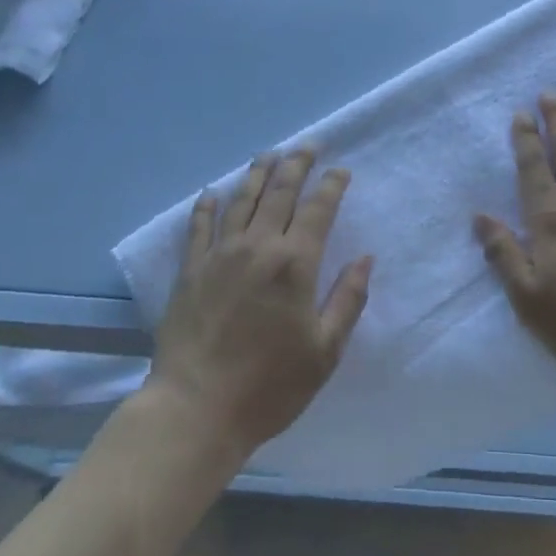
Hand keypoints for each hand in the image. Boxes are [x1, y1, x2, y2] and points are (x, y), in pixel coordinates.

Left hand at [149, 147, 371, 458]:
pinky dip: (207, 206)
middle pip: (280, 192)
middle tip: (308, 145)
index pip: (318, 209)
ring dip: (257, 173)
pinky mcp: (190, 270)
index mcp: (295, 263)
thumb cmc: (269, 385)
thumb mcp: (325, 350)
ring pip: (241, 199)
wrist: (196, 409)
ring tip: (269, 154)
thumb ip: (348, 299)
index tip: (341, 170)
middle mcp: (258, 246)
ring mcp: (219, 255)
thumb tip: (365, 259)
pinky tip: (212, 192)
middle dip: (297, 165)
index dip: (332, 185)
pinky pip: (199, 227)